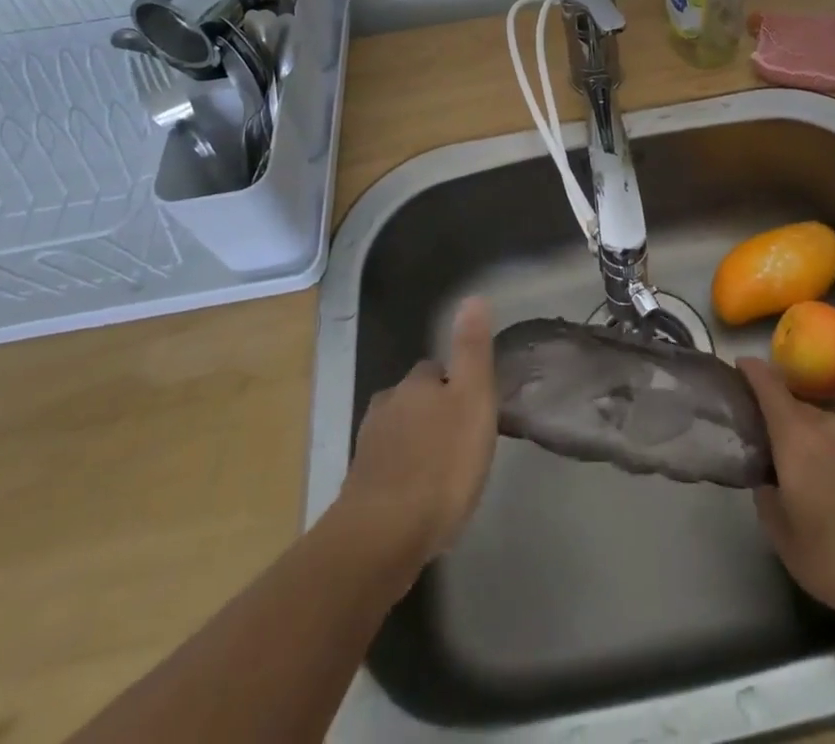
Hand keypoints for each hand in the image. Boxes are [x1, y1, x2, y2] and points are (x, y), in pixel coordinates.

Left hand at [336, 296, 497, 568]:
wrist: (383, 536)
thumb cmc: (441, 463)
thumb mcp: (473, 399)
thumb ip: (472, 349)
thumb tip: (472, 297)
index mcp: (415, 384)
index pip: (435, 369)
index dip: (456, 382)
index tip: (474, 404)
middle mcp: (386, 407)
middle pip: (413, 400)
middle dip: (433, 413)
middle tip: (462, 438)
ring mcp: (368, 449)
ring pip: (398, 434)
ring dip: (417, 444)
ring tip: (443, 469)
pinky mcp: (360, 490)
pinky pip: (388, 470)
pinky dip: (403, 476)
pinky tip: (419, 498)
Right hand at [739, 357, 834, 646]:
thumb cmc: (833, 556)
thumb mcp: (782, 536)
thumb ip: (767, 498)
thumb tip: (768, 482)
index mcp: (795, 434)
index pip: (768, 384)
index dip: (751, 371)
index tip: (738, 367)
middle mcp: (826, 424)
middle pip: (793, 404)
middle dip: (775, 414)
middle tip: (760, 436)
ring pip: (818, 424)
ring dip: (803, 435)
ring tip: (795, 465)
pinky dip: (827, 451)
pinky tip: (829, 484)